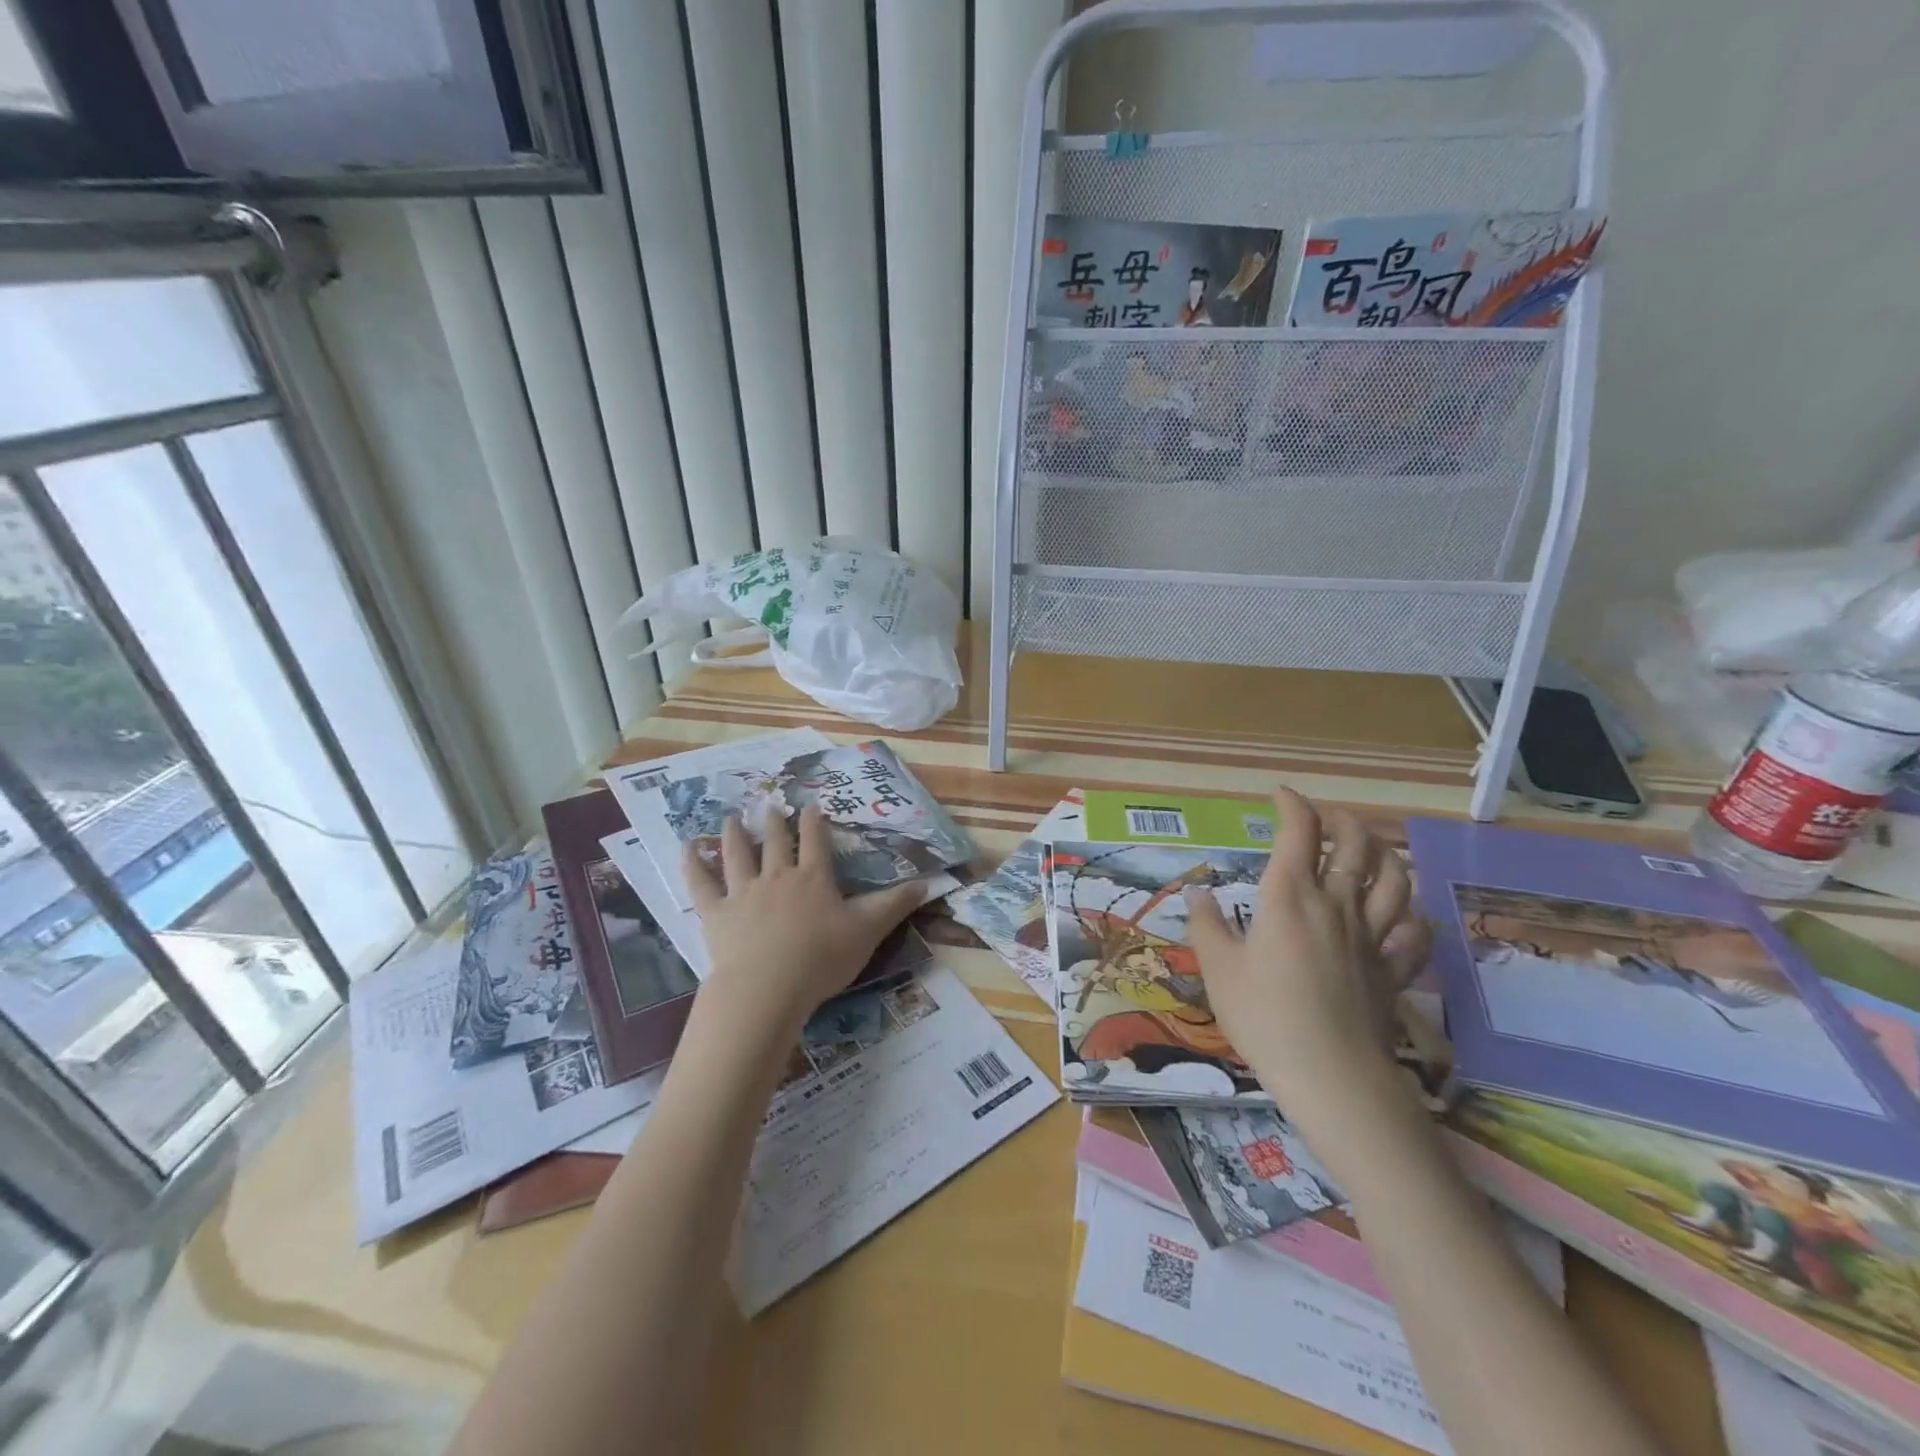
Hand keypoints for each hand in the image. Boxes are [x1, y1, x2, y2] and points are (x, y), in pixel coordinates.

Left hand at [685, 807, 923, 1034]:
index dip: (815, 823)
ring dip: (735, 833)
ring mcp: (744, 892)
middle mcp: (778, 876)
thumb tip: (928, 882)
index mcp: (814, 879)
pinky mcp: (716, 913)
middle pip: (775, 842)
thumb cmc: (821, 959)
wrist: (768, 987)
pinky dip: (693, 863)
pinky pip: (701, 883)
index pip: (816, 842)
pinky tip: (687, 847)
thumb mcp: (867, 931)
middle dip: (775, 822)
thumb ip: (895, 905)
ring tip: (732, 817)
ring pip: (738, 854)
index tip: (812, 807)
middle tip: (770, 805)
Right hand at [1184, 787, 1429, 1129]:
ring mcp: (1372, 937)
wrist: (1331, 1075)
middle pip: (1356, 845)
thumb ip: (1207, 925)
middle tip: (1326, 820)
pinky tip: (1401, 916)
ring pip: (1395, 880)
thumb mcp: (1218, 968)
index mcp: (1291, 896)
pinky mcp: (1392, 970)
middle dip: (1342, 821)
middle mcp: (1337, 905)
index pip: (1299, 832)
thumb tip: (1199, 894)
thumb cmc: (1265, 1016)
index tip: (1279, 796)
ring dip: (1385, 855)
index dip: (1292, 805)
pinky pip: (1414, 933)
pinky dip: (1410, 915)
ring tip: (1371, 851)